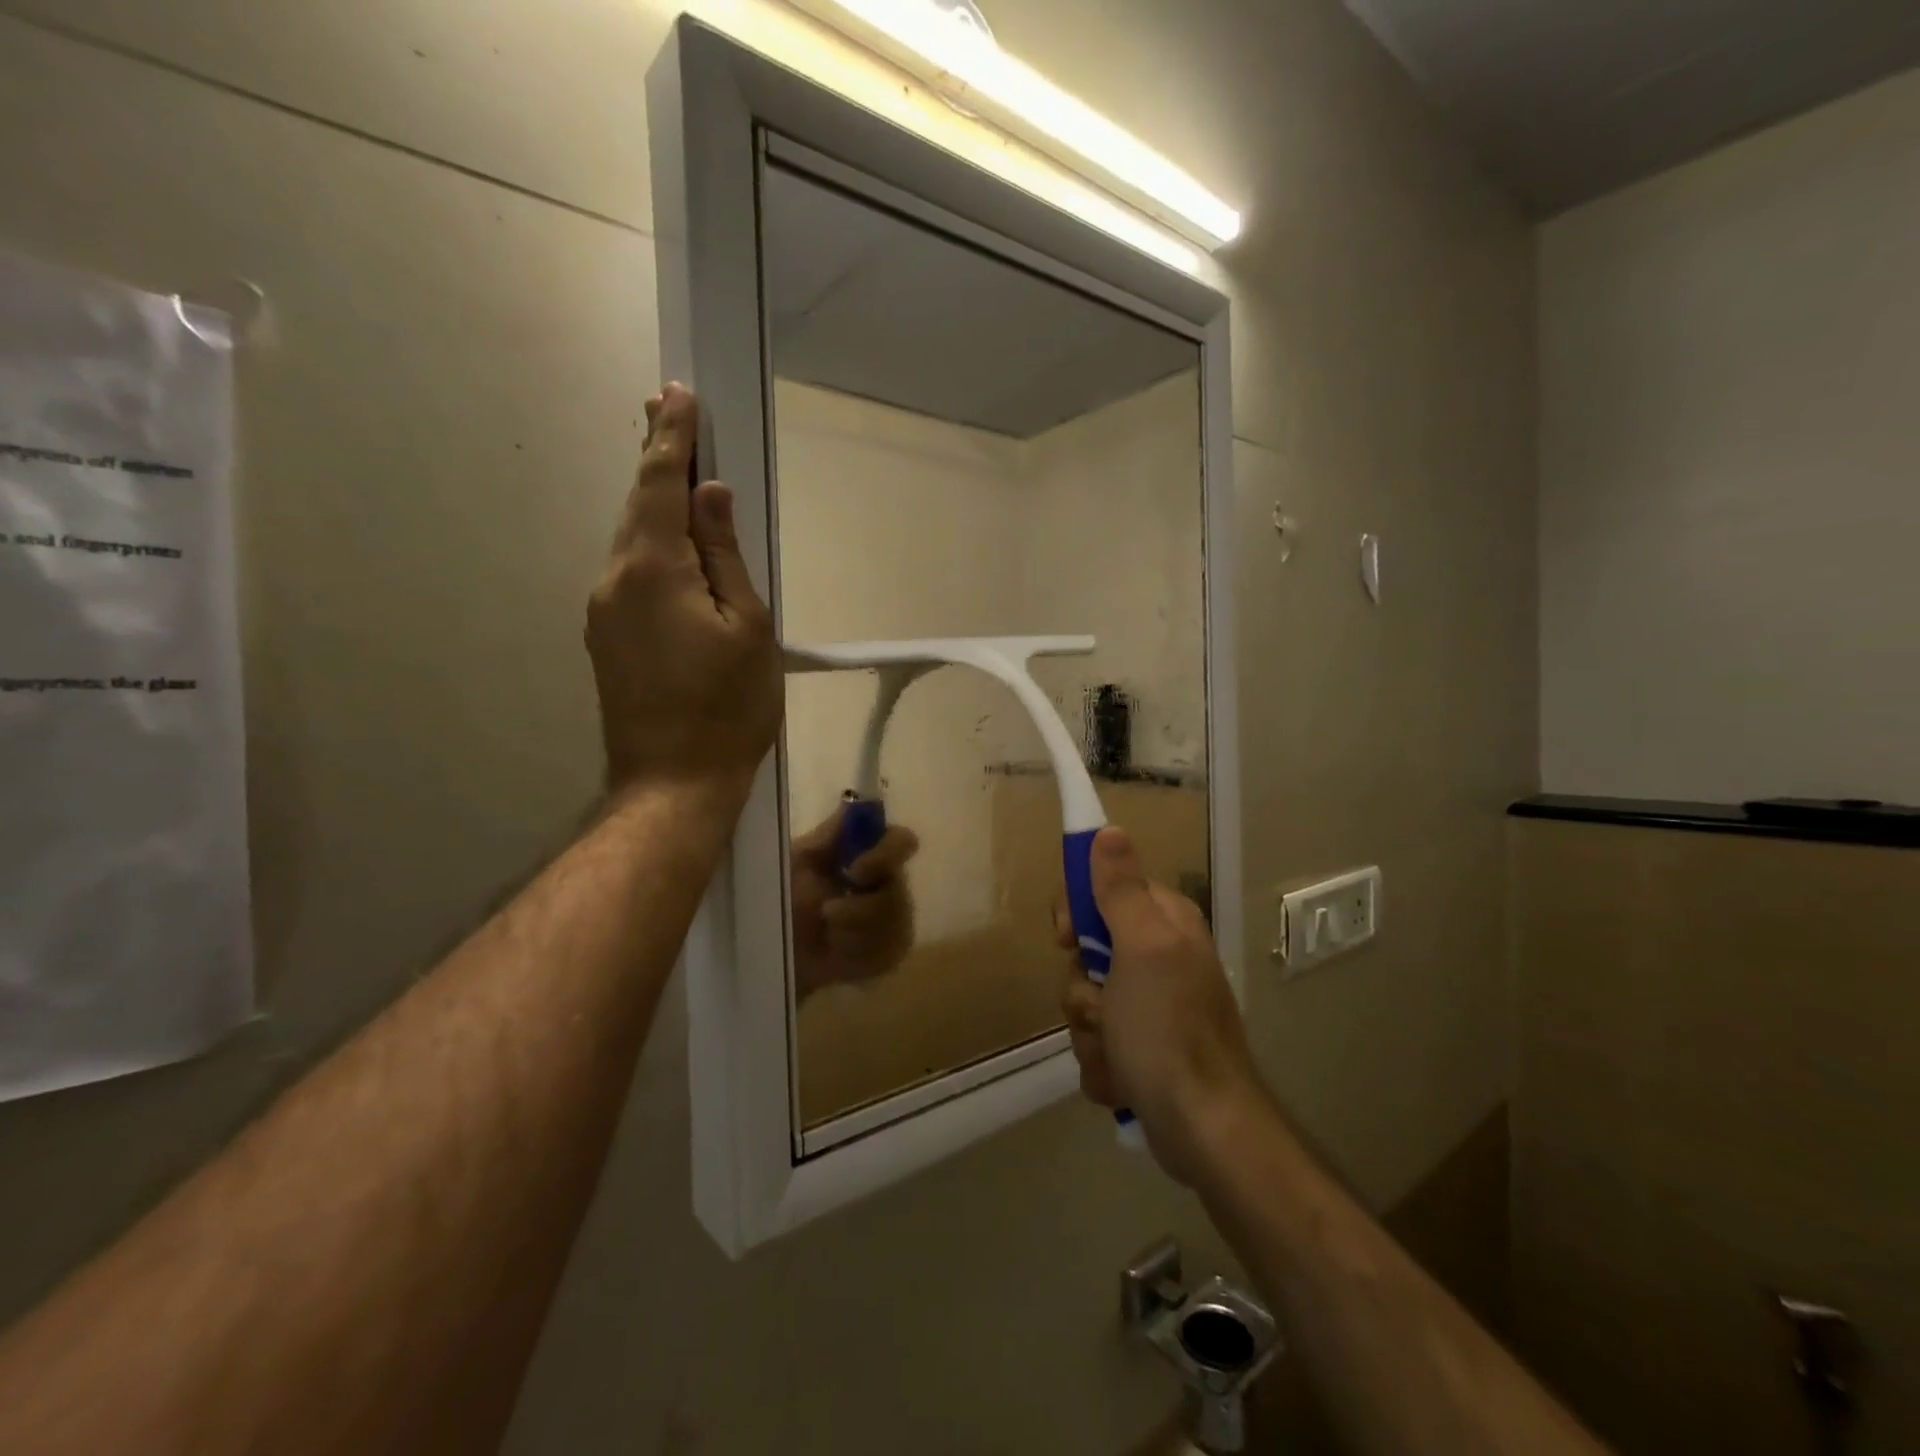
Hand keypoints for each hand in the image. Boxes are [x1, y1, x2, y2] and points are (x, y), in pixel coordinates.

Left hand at [587, 385, 781, 802]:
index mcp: (653, 569)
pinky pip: (630, 573)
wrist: (673, 784)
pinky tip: (670, 547)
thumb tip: (712, 496)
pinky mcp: (606, 638)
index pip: (660, 483)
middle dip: (655, 457)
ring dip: (653, 503)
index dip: (671, 436)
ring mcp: (603, 611)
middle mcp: (614, 579)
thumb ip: (726, 556)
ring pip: (631, 540)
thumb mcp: (749, 628)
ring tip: (674, 472)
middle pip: (637, 505)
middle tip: (667, 410)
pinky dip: (650, 545)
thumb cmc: (728, 708)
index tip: (677, 394)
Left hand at [791, 805, 920, 999]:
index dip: (886, 855)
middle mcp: (889, 882)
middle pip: (899, 893)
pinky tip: (838, 954)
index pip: (902, 841)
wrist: (772, 949)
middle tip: (826, 914)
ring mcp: (895, 920)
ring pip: (894, 927)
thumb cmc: (781, 897)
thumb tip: (856, 802)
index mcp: (868, 853)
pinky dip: (856, 955)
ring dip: (852, 933)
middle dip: (859, 909)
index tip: (855, 872)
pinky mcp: (890, 953)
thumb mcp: (796, 861)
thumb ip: (828, 835)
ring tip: (826, 935)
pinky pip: (888, 953)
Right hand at [1056, 827, 1260, 1183]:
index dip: (1077, 912)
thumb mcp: (1142, 948)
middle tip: (1103, 1006)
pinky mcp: (1142, 1049)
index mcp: (1164, 923)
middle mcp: (1159, 958)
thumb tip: (1109, 830)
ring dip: (1090, 1031)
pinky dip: (1103, 1063)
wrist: (1203, 1128)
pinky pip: (1097, 1041)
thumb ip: (1121, 889)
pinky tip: (1123, 1079)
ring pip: (1086, 1000)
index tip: (1068, 938)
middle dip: (1083, 988)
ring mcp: (1150, 1006)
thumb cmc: (1168, 1029)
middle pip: (1087, 951)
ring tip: (1118, 1053)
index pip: (1102, 889)